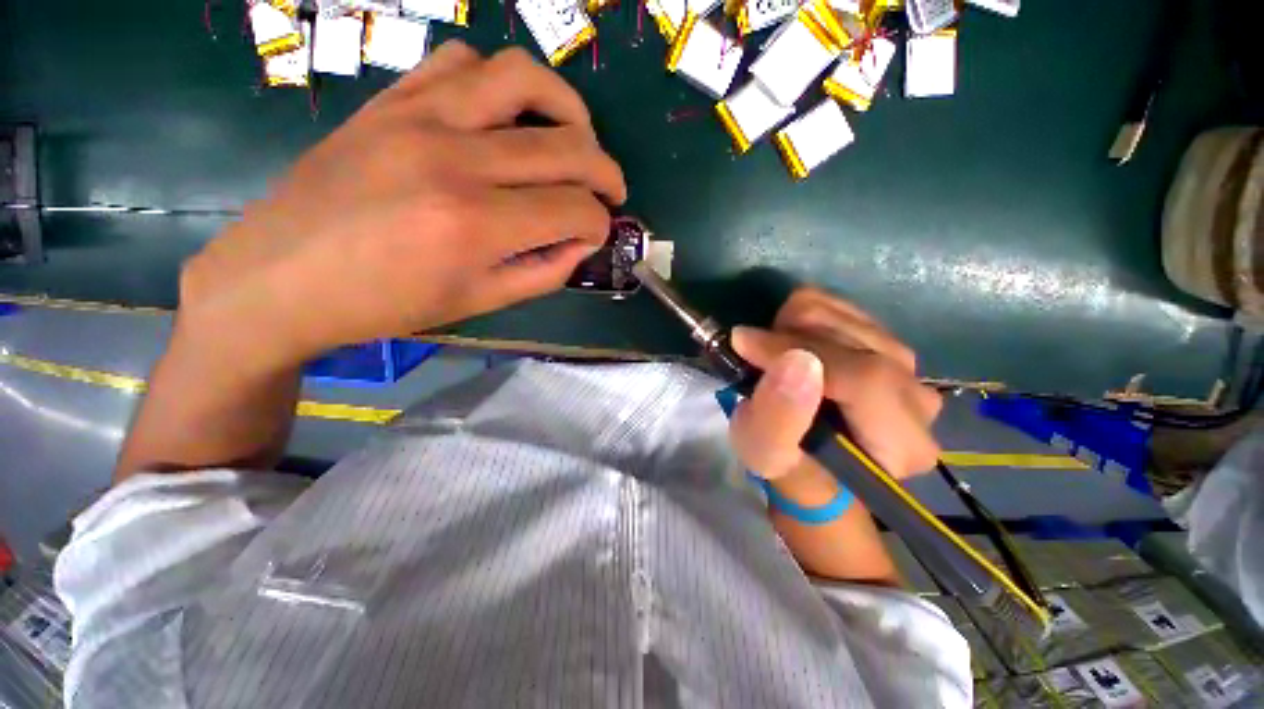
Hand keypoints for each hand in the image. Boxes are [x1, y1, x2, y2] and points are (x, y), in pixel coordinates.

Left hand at [179, 41, 625, 367]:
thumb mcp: (480, 302)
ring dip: (568, 108)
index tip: (598, 234)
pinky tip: (506, 117)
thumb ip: (545, 271)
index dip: (599, 223)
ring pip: (522, 79)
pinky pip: (462, 62)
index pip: (574, 209)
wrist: (281, 278)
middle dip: (606, 171)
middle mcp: (455, 159)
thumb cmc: (386, 304)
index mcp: (477, 225)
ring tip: (575, 138)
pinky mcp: (391, 100)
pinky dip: (501, 85)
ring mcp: (419, 117)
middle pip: (567, 145)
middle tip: (611, 190)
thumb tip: (582, 242)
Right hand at [728, 287, 941, 482]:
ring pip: (846, 315)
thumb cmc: (786, 464)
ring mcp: (909, 368)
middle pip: (855, 338)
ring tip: (774, 357)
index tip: (743, 343)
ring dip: (793, 328)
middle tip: (756, 358)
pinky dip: (803, 318)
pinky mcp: (888, 344)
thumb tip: (796, 359)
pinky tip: (792, 346)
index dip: (796, 350)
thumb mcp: (764, 453)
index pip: (863, 379)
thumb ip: (778, 417)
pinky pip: (842, 307)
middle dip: (789, 339)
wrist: (808, 457)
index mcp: (901, 443)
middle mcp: (917, 400)